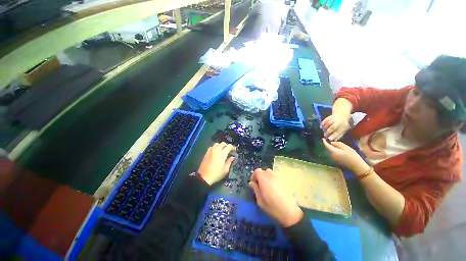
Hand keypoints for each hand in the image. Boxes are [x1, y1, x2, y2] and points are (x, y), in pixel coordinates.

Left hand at [198, 142, 235, 184]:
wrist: (204, 177)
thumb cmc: (216, 174)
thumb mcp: (225, 169)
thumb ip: (229, 161)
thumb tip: (232, 157)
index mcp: (222, 154)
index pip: (229, 146)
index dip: (233, 147)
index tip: (234, 151)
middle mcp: (216, 150)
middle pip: (223, 143)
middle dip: (227, 146)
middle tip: (229, 151)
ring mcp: (211, 151)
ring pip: (217, 144)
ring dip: (221, 146)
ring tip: (223, 150)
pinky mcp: (207, 153)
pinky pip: (212, 147)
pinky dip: (215, 147)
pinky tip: (216, 152)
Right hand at [248, 169, 302, 226]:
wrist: (290, 212)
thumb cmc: (272, 207)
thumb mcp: (260, 200)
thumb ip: (255, 189)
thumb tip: (251, 183)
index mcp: (264, 179)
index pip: (257, 171)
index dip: (253, 176)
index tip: (253, 184)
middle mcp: (271, 176)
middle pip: (264, 171)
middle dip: (260, 176)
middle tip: (259, 185)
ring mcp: (278, 178)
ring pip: (270, 173)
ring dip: (267, 177)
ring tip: (267, 187)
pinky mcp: (284, 181)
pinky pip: (276, 177)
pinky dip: (273, 180)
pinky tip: (274, 189)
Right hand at [320, 114, 349, 140]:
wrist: (341, 115)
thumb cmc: (342, 124)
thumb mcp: (343, 130)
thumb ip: (338, 135)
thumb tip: (334, 140)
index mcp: (343, 126)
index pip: (338, 131)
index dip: (333, 135)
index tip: (329, 139)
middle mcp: (338, 122)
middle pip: (332, 127)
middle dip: (328, 132)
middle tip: (325, 136)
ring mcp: (333, 119)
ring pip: (328, 124)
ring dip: (324, 129)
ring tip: (323, 132)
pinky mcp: (329, 117)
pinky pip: (324, 121)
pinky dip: (322, 124)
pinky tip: (321, 127)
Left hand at [322, 139, 369, 175]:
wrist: (357, 168)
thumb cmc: (353, 157)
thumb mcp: (347, 148)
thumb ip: (338, 144)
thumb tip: (332, 142)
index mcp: (333, 152)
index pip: (326, 146)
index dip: (324, 141)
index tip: (323, 138)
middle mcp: (330, 156)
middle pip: (327, 149)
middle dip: (328, 145)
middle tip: (330, 141)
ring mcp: (332, 159)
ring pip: (329, 152)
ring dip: (330, 148)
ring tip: (334, 145)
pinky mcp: (335, 162)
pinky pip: (332, 155)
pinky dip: (333, 152)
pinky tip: (337, 150)